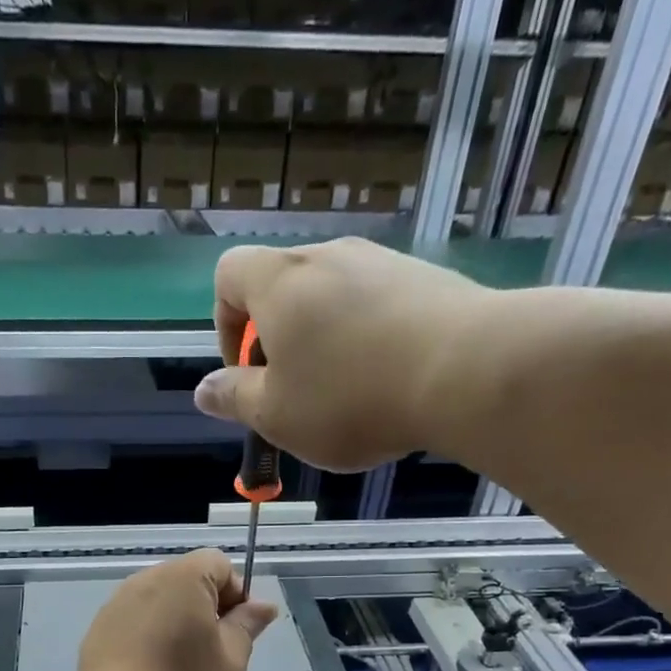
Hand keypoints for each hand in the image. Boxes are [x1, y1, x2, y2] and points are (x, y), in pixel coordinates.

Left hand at [75, 549, 277, 670]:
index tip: (239, 632)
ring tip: (181, 668)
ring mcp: (115, 606)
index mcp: (183, 578)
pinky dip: (148, 639)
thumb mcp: (232, 661)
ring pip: (157, 603)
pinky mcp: (96, 633)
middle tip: (215, 654)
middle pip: (185, 581)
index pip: (218, 565)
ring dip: (175, 624)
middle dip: (205, 609)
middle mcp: (144, 581)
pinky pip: (133, 624)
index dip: (236, 594)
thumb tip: (261, 606)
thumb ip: (246, 626)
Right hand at [195, 237, 488, 471]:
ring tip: (347, 396)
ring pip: (333, 300)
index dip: (225, 325)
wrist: (466, 371)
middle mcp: (328, 257)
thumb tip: (203, 390)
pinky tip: (390, 383)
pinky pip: (378, 306)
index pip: (228, 275)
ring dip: (325, 343)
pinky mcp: (427, 279)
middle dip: (278, 342)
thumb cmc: (349, 397)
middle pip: (283, 289)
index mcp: (280, 283)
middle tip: (296, 395)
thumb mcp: (276, 414)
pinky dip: (369, 340)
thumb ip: (234, 399)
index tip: (247, 374)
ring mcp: (382, 262)